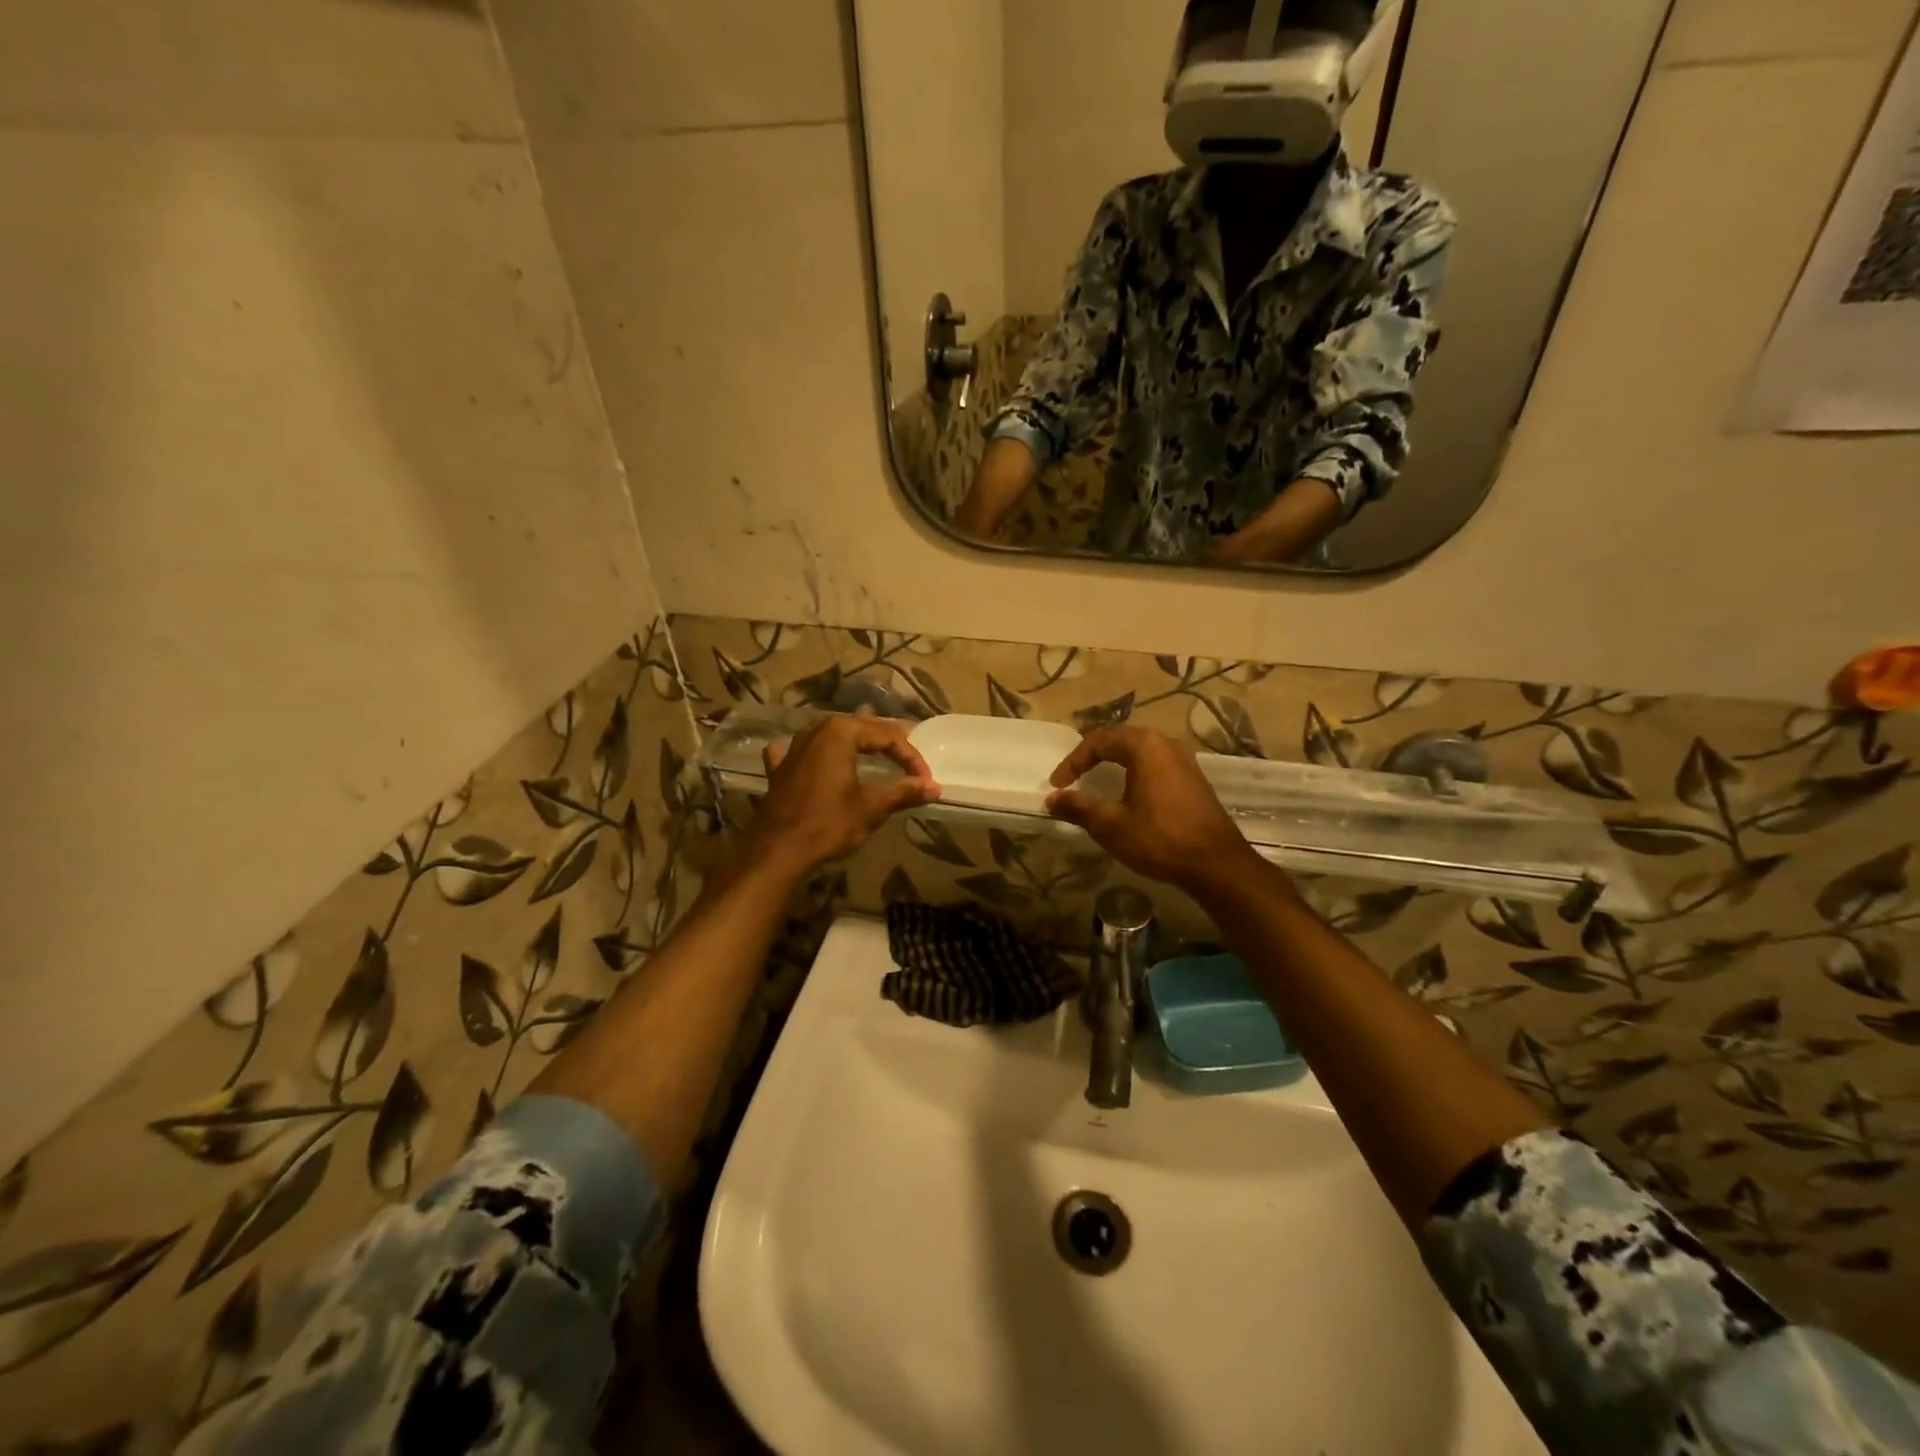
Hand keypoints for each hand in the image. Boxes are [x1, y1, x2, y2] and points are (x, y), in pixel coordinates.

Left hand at [750, 715, 939, 878]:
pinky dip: (816, 754)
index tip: (926, 780)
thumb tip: (934, 788)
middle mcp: (816, 730)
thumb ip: (904, 792)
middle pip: (861, 729)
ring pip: (832, 736)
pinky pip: (802, 752)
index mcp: (840, 732)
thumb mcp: (872, 808)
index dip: (911, 757)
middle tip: (909, 761)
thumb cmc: (828, 824)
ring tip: (875, 754)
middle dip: (887, 744)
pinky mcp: (779, 768)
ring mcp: (793, 747)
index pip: (887, 736)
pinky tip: (817, 761)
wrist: (777, 851)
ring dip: (855, 744)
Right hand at [1046, 727, 1267, 897]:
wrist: (1216, 864)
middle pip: (1121, 739)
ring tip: (1097, 780)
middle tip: (1074, 776)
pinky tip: (1129, 794)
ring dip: (1115, 763)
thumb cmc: (1159, 838)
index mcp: (1145, 746)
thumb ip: (1078, 807)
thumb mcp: (1110, 825)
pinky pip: (1156, 765)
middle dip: (1093, 756)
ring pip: (1141, 751)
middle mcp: (1167, 744)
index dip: (1073, 761)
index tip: (1058, 785)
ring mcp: (1185, 761)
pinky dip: (1135, 772)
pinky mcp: (1194, 780)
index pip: (1099, 741)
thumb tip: (1052, 799)